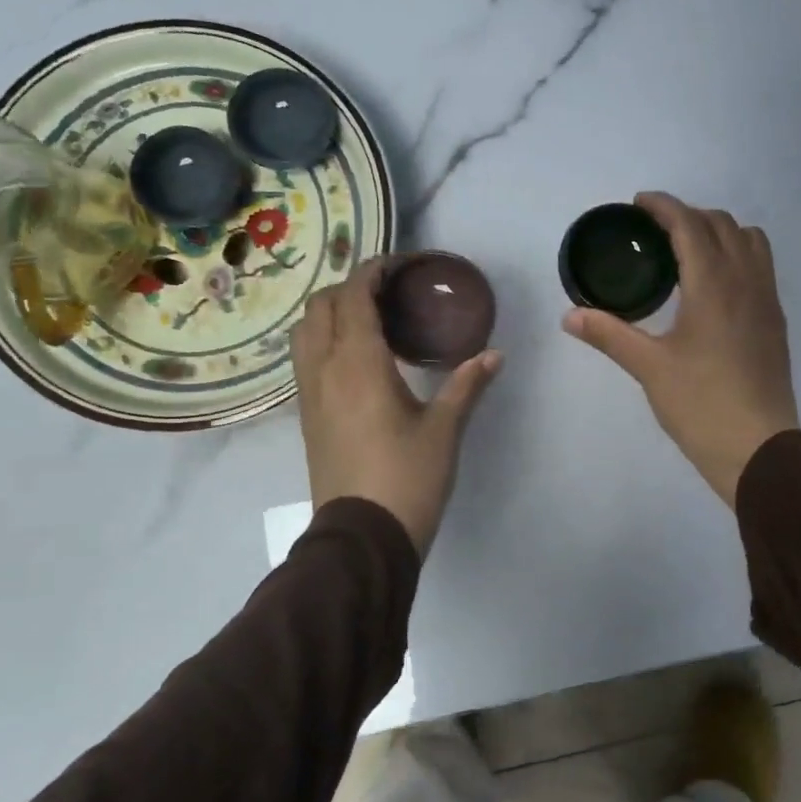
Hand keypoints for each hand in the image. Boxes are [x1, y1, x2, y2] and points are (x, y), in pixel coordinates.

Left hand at [292, 259, 502, 556]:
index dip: (373, 271)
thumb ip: (467, 385)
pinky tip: (357, 359)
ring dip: (332, 313)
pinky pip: (306, 360)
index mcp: (357, 363)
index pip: (353, 296)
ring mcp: (309, 394)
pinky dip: (325, 340)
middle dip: (351, 288)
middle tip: (390, 294)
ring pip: (305, 332)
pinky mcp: (308, 417)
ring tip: (370, 321)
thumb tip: (495, 354)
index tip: (400, 266)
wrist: (363, 536)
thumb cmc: (407, 477)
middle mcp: (324, 370)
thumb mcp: (444, 430)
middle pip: (322, 307)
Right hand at [563, 192, 798, 505]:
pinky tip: (715, 286)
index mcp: (713, 284)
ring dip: (720, 231)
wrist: (758, 447)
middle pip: (722, 224)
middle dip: (689, 215)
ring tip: (690, 251)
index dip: (663, 206)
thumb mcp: (649, 367)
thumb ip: (610, 334)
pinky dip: (738, 255)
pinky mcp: (775, 321)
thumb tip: (570, 316)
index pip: (690, 224)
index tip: (639, 204)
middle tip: (656, 231)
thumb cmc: (700, 404)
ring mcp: (767, 300)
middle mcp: (746, 281)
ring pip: (750, 240)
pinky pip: (761, 266)